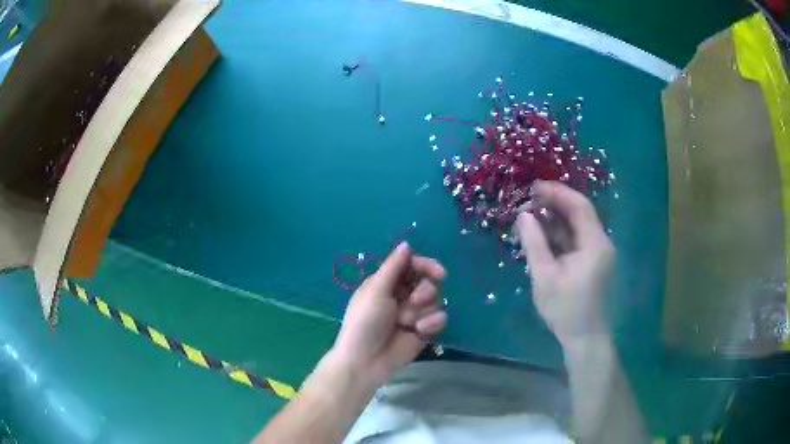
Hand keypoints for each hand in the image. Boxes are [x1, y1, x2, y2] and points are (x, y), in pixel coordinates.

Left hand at [332, 242, 447, 386]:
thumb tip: (406, 244)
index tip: (438, 273)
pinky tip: (419, 331)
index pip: (412, 265)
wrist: (366, 361)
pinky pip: (439, 318)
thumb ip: (394, 267)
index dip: (426, 266)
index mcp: (387, 283)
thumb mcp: (376, 290)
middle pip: (428, 282)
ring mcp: (414, 314)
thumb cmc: (365, 322)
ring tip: (407, 322)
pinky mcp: (423, 330)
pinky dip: (431, 323)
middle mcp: (402, 295)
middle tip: (415, 301)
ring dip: (423, 310)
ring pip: (436, 301)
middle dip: (425, 291)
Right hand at [515, 180, 614, 347]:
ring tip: (531, 216)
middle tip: (529, 200)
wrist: (585, 339)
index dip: (557, 193)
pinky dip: (560, 235)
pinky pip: (577, 240)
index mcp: (595, 244)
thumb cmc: (566, 310)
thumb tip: (523, 215)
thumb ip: (534, 243)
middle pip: (580, 213)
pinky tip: (543, 236)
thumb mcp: (545, 277)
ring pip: (578, 227)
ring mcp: (599, 253)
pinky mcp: (594, 263)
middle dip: (555, 204)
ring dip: (556, 219)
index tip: (533, 187)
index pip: (579, 206)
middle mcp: (602, 243)